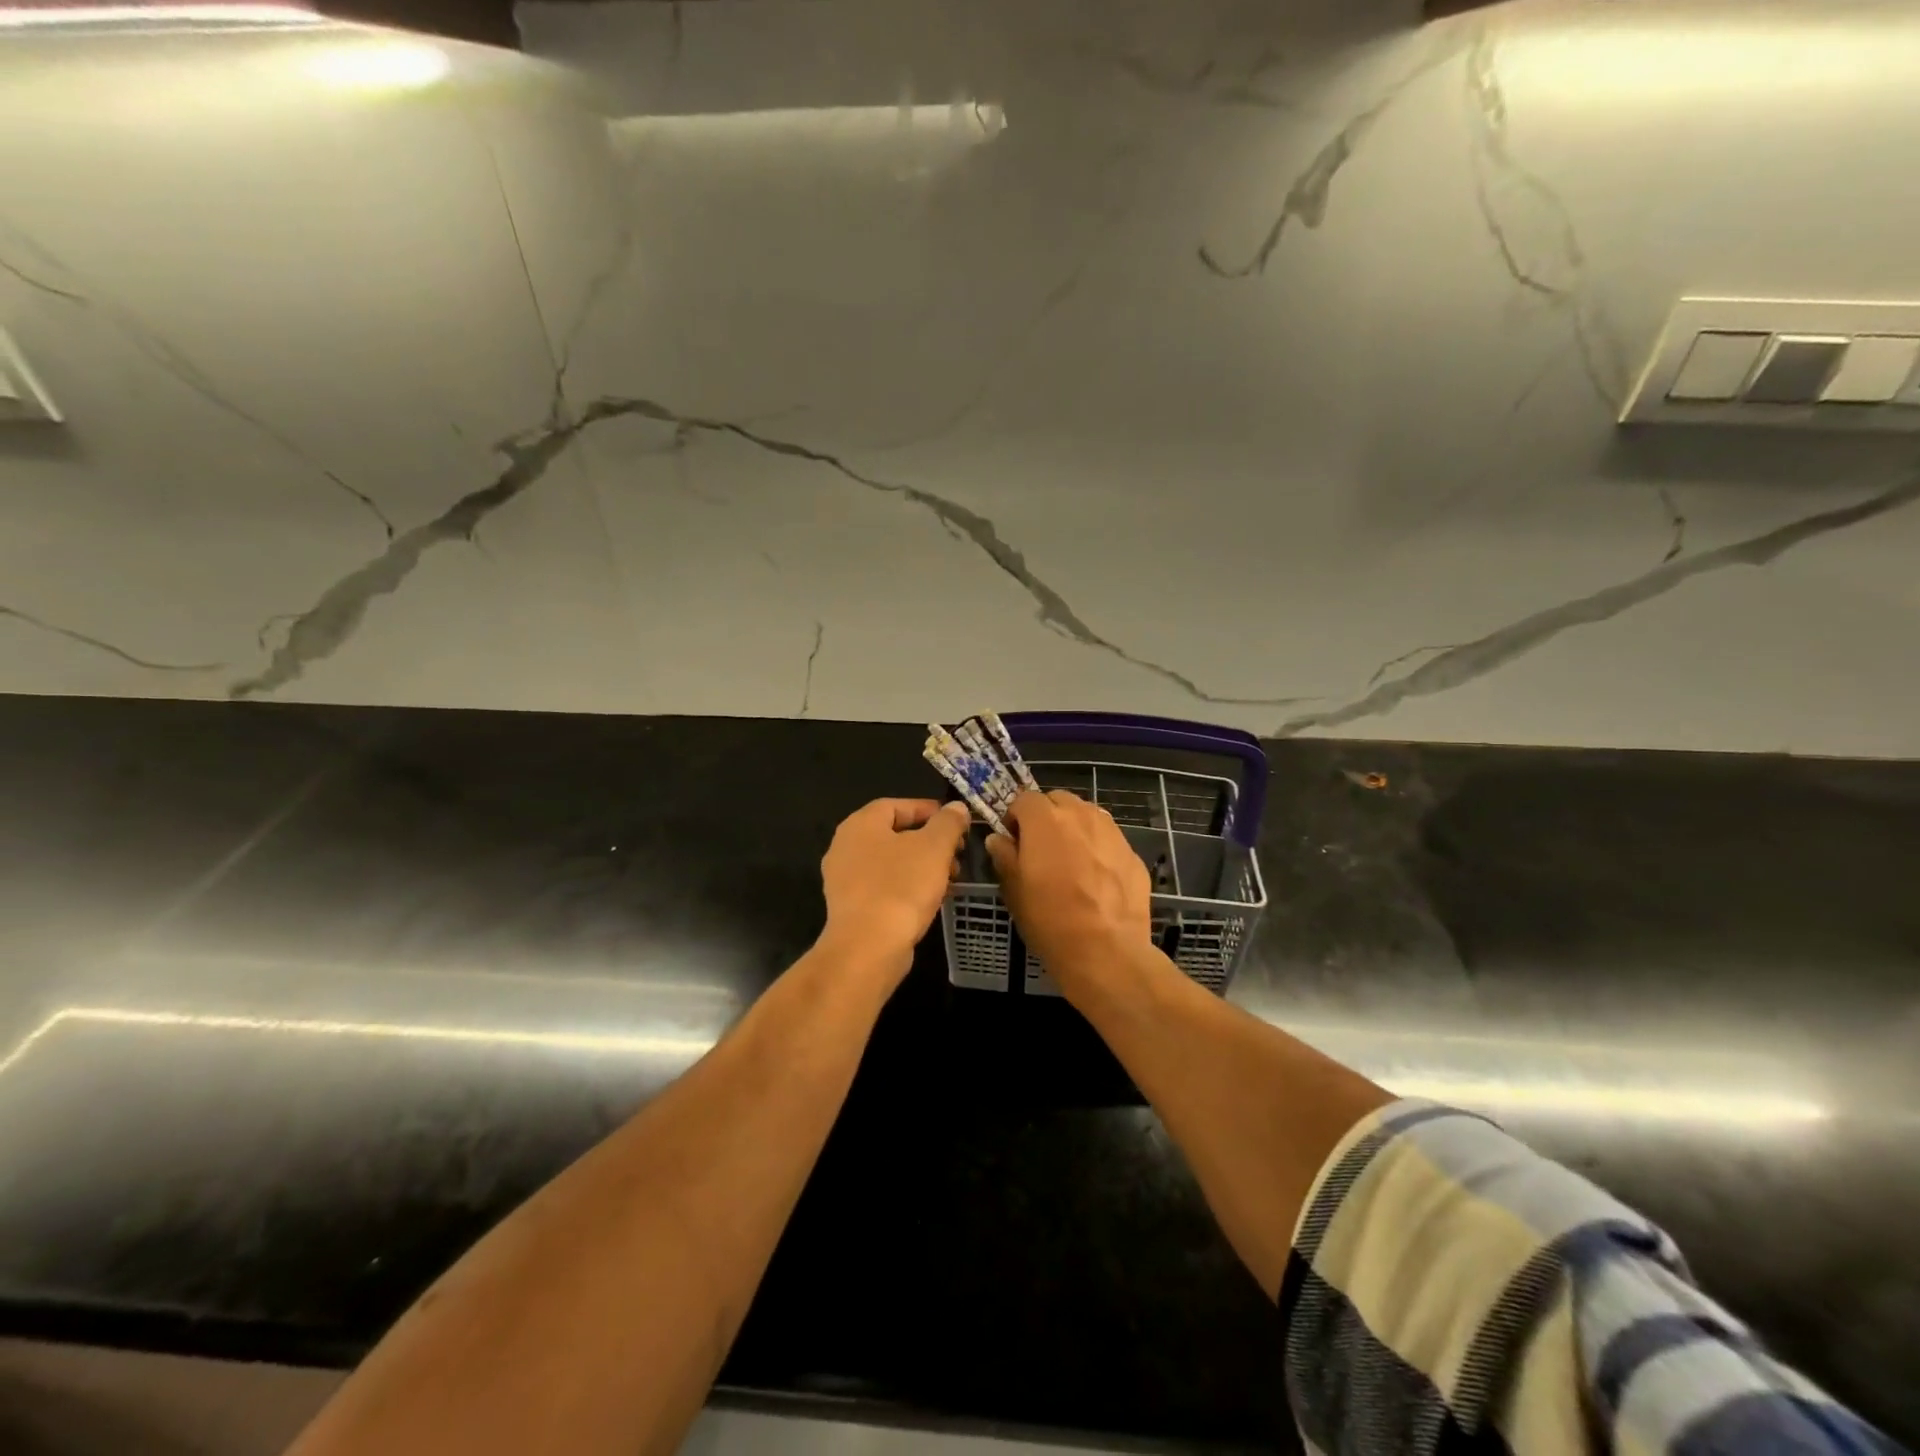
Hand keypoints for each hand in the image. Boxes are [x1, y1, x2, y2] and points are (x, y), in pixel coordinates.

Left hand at [818, 798, 970, 981]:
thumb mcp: (934, 847)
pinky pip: (883, 887)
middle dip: (929, 841)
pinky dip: (907, 887)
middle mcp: (845, 847)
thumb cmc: (901, 887)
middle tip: (956, 853)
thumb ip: (948, 823)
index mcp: (860, 824)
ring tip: (950, 879)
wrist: (868, 948)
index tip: (955, 821)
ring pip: (890, 863)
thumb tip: (956, 807)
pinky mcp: (850, 908)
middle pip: (894, 834)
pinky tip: (930, 900)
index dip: (928, 809)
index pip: (895, 805)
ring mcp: (844, 880)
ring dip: (921, 866)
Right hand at [986, 790, 1152, 1001]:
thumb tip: (999, 839)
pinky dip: (1098, 849)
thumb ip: (1004, 856)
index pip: (1024, 799)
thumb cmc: (1050, 920)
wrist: (1107, 951)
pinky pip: (1108, 840)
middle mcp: (1081, 815)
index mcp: (1046, 820)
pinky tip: (1096, 880)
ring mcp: (1112, 832)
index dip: (1015, 817)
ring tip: (1070, 862)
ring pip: (1087, 816)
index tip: (1013, 841)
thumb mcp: (1014, 891)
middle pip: (1059, 800)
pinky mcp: (1133, 853)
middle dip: (1047, 817)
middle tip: (1041, 850)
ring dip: (1074, 828)